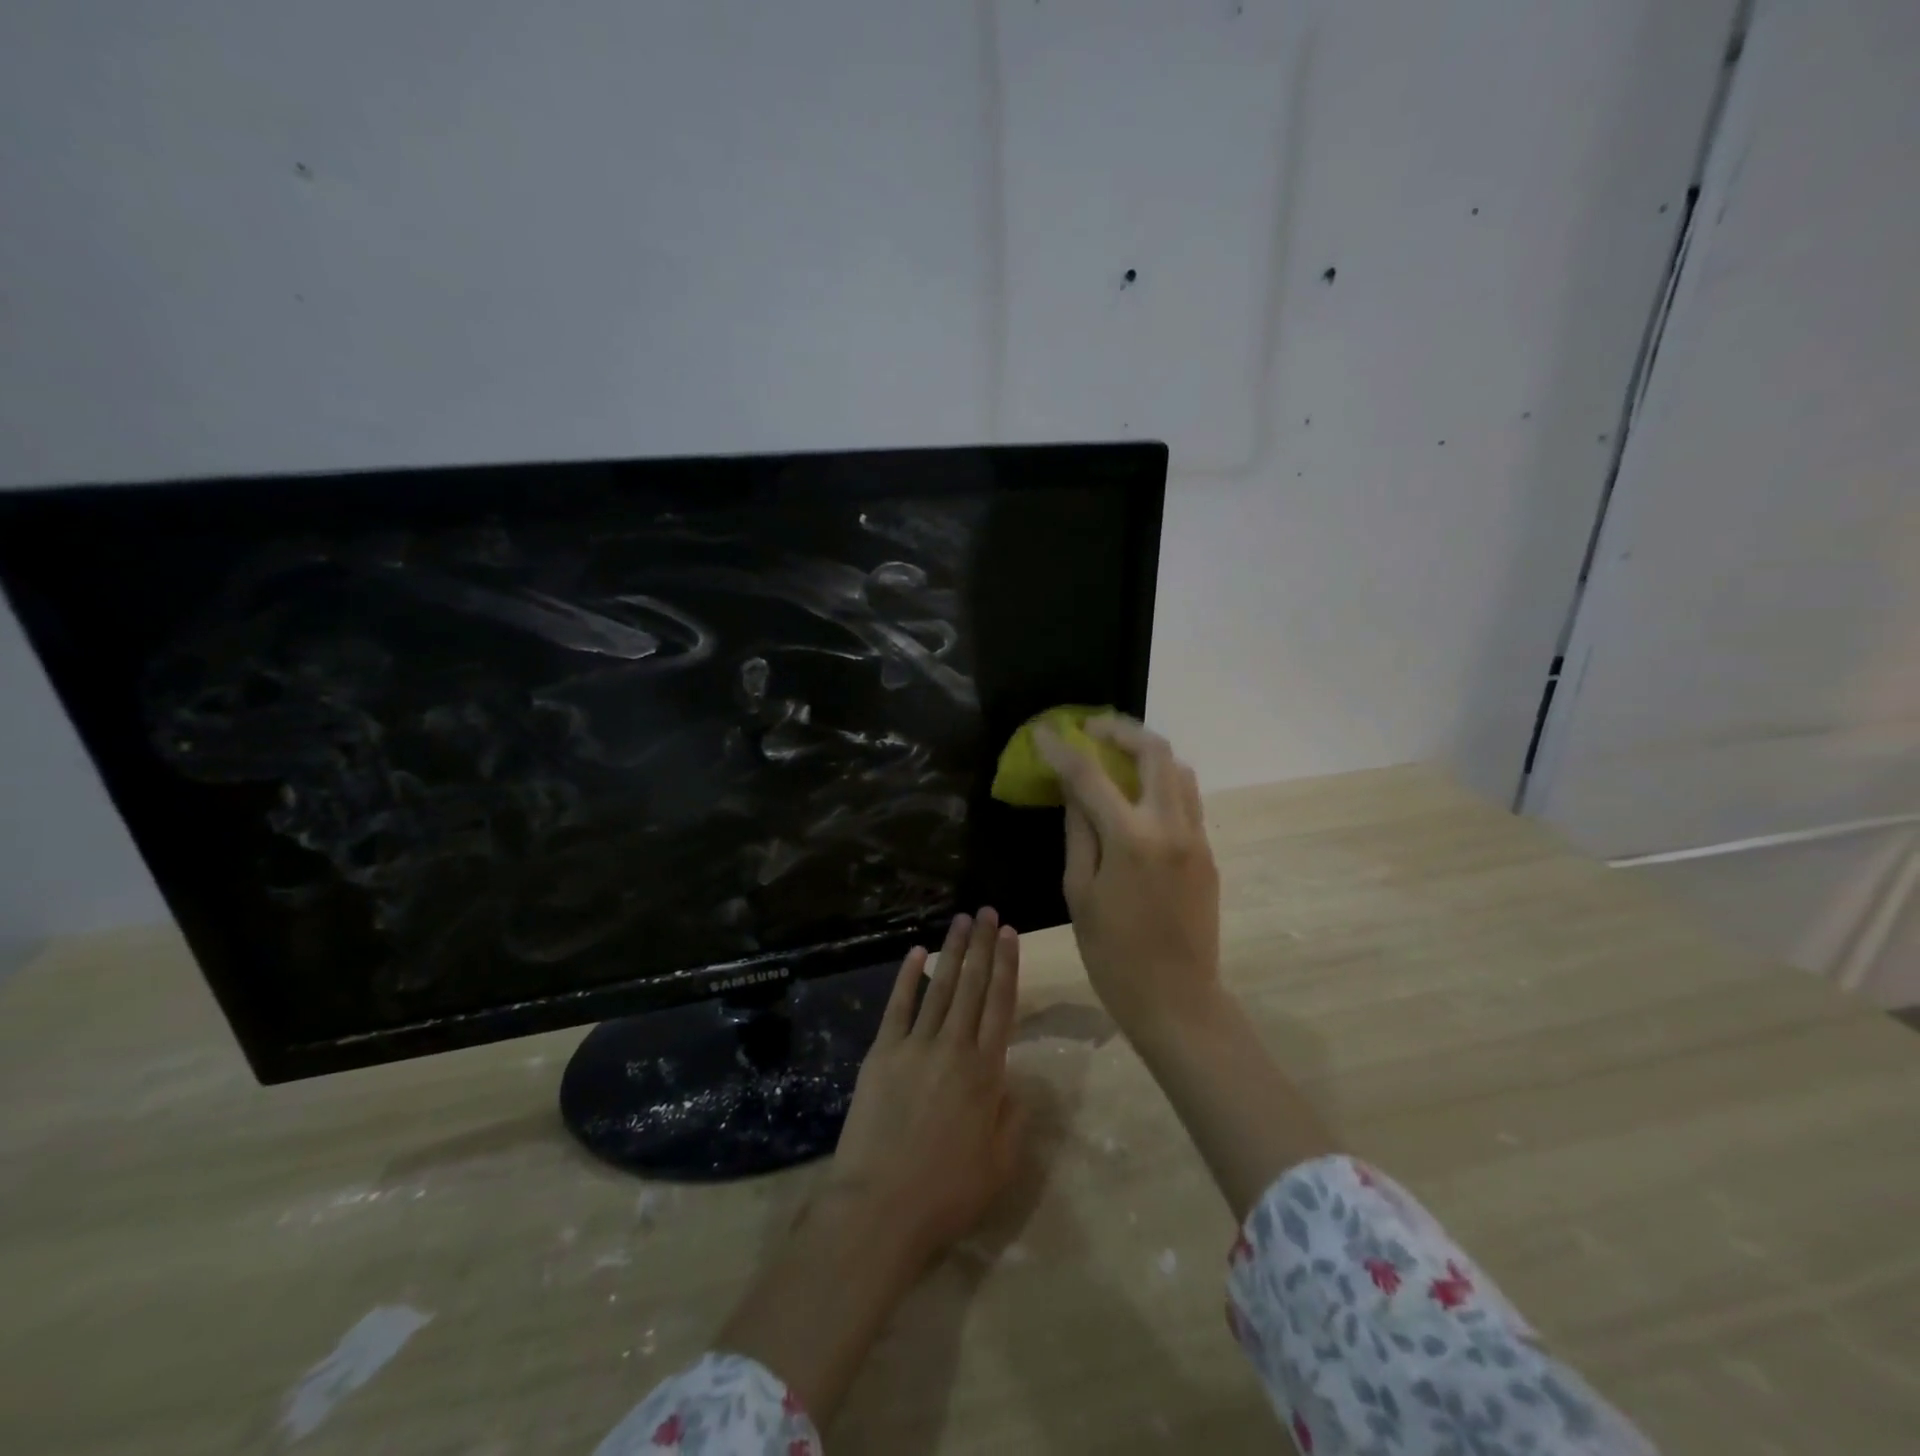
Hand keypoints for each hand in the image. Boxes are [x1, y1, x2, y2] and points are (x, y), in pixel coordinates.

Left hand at [825, 909, 1025, 1265]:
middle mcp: (955, 1048)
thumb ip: (1014, 1117)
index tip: (1010, 933)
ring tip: (961, 920)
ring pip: (940, 987)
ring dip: (952, 951)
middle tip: (987, 912)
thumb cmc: (947, 1194)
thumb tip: (1016, 1080)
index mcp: (987, 1072)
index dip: (1007, 965)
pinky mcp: (882, 1053)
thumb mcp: (1000, 1164)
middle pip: (973, 986)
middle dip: (982, 945)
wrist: (880, 1207)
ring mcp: (915, 1046)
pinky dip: (908, 978)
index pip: (1001, 1004)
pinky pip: (898, 1006)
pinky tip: (916, 953)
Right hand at [1035, 716, 1221, 1040]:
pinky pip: (1186, 799)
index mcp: (1130, 839)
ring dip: (1146, 752)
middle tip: (1090, 729)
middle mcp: (1170, 826)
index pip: (1090, 775)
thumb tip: (1073, 791)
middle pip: (1154, 751)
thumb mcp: (1079, 892)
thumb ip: (1078, 832)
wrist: (1177, 999)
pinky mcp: (1208, 852)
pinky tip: (1136, 796)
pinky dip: (1161, 782)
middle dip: (1119, 730)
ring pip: (1179, 770)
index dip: (1062, 749)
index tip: (1042, 731)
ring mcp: (1196, 837)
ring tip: (1115, 756)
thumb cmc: (1112, 954)